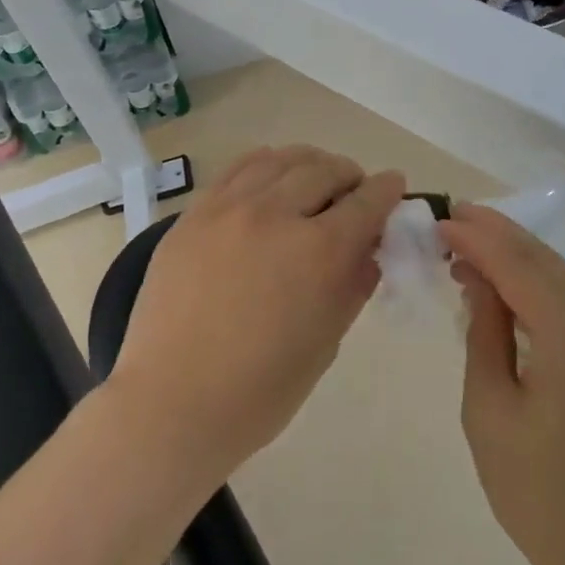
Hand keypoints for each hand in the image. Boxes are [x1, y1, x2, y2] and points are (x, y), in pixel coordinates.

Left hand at [109, 146, 405, 482]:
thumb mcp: (325, 342)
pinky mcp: (193, 215)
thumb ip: (352, 285)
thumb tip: (368, 250)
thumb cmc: (259, 391)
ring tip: (314, 180)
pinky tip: (270, 179)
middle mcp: (274, 215)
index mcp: (317, 252)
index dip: (386, 190)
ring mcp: (227, 209)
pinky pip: (237, 170)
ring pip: (279, 160)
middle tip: (354, 193)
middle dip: (349, 177)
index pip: (365, 202)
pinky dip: (265, 166)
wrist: (171, 403)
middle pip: (324, 171)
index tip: (394, 185)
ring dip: (308, 164)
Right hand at [441, 205, 564, 564]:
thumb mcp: (490, 409)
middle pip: (544, 259)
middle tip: (450, 219)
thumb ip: (485, 331)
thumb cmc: (540, 493)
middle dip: (495, 234)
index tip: (437, 219)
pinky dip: (538, 285)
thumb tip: (479, 278)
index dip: (475, 237)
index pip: (517, 263)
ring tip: (467, 249)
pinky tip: (506, 288)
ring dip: (516, 258)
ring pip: (562, 275)